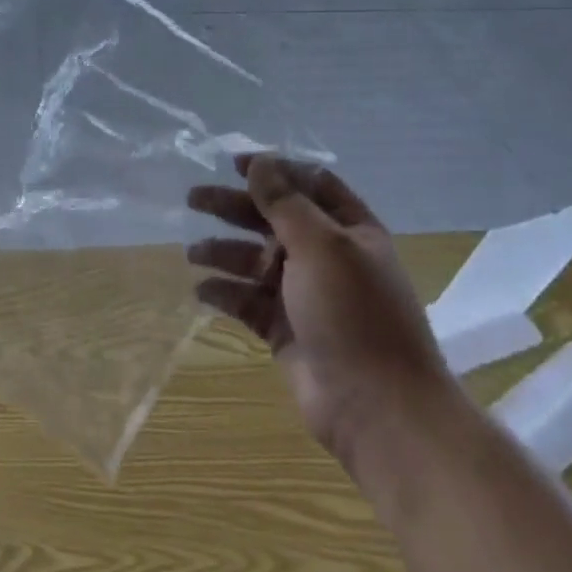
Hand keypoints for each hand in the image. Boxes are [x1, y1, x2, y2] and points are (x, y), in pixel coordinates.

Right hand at [187, 154, 458, 473]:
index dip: (274, 170)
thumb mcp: (321, 246)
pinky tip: (201, 290)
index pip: (309, 184)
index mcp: (349, 230)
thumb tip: (260, 161)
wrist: (379, 410)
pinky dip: (225, 293)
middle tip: (193, 198)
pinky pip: (248, 301)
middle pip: (273, 219)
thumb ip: (285, 202)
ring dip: (224, 251)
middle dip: (235, 207)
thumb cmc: (354, 314)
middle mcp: (327, 257)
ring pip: (255, 260)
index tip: (234, 164)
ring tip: (192, 252)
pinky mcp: (285, 330)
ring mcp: (305, 295)